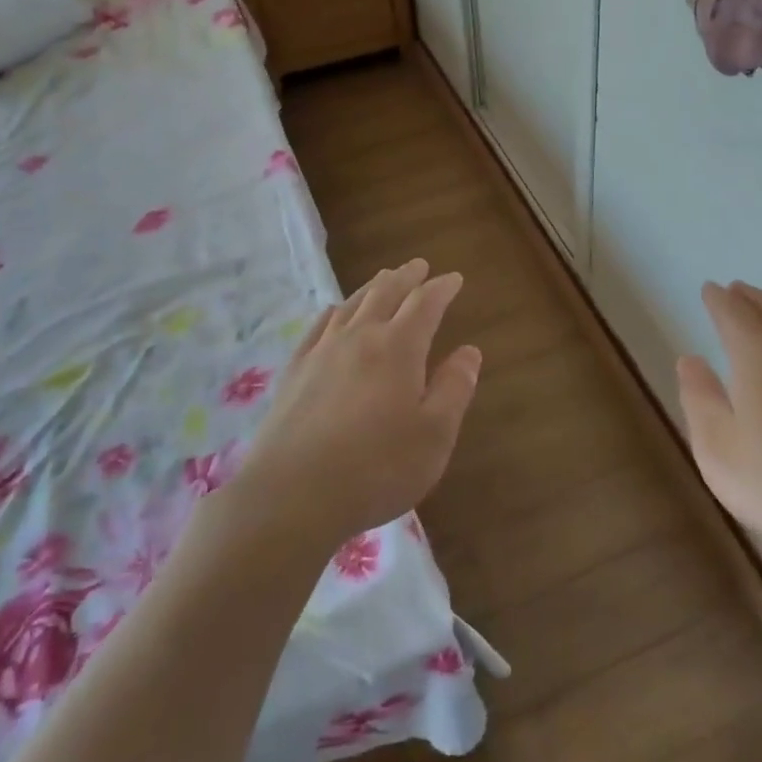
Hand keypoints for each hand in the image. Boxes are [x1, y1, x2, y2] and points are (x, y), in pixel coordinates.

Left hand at [235, 258, 481, 547]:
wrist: (291, 496)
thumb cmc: (376, 468)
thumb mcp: (434, 435)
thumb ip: (454, 388)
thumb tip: (469, 351)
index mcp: (399, 348)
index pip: (425, 304)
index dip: (442, 288)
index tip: (454, 278)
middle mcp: (360, 337)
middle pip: (386, 293)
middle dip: (407, 277)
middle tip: (419, 265)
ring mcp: (322, 352)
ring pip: (351, 304)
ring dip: (373, 287)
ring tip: (384, 278)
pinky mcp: (294, 372)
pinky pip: (318, 326)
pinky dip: (334, 311)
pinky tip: (334, 312)